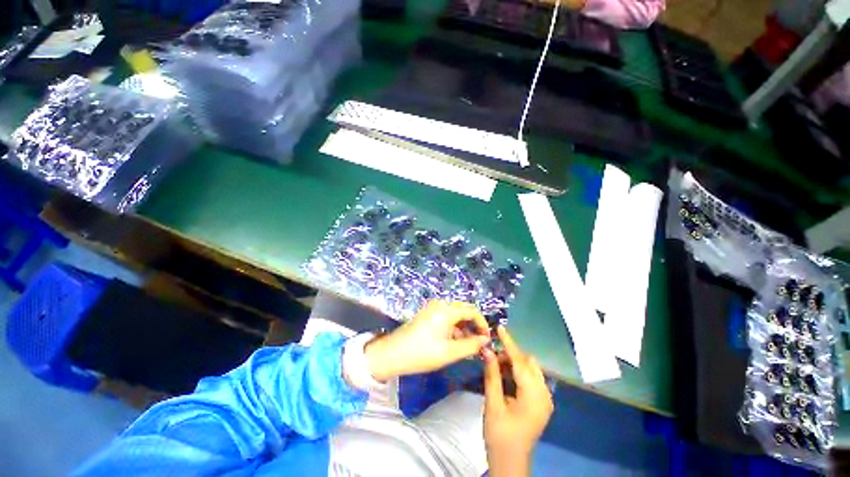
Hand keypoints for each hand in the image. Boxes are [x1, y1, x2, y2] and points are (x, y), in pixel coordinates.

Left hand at [365, 300, 490, 381]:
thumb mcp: (450, 352)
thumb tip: (485, 340)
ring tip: (467, 346)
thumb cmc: (422, 353)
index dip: (482, 324)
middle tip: (478, 343)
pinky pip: (446, 316)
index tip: (487, 339)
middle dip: (473, 325)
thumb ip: (471, 345)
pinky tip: (453, 342)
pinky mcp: (427, 314)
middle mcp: (440, 304)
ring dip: (463, 327)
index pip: (472, 311)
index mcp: (446, 310)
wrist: (393, 354)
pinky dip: (453, 327)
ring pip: (455, 314)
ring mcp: (432, 308)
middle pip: (464, 310)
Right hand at [483, 326, 553, 476]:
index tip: (499, 328)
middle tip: (492, 356)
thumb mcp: (493, 404)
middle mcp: (544, 394)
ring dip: (514, 363)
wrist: (510, 462)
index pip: (520, 362)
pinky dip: (518, 372)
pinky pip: (531, 379)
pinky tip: (505, 375)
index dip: (509, 343)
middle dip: (510, 354)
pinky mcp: (541, 402)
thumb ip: (492, 374)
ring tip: (496, 366)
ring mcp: (545, 399)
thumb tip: (486, 350)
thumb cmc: (500, 435)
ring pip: (530, 369)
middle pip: (528, 363)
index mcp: (534, 396)